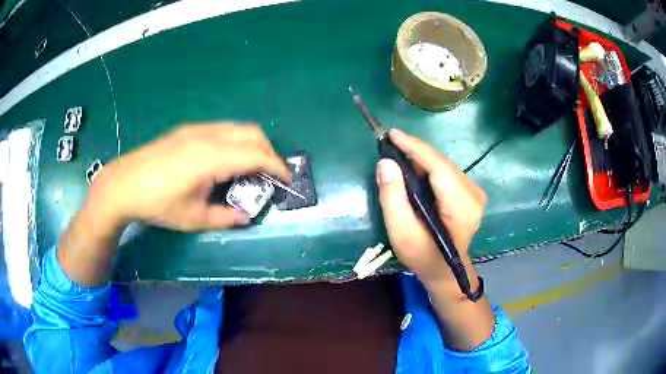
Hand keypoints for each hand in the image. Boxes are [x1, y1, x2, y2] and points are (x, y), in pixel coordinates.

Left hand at [87, 123, 289, 231]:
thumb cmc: (157, 204)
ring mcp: (197, 129)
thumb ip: (224, 216)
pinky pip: (223, 129)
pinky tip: (226, 161)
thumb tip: (245, 216)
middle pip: (252, 133)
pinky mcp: (188, 130)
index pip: (256, 155)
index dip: (276, 167)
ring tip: (251, 168)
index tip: (287, 180)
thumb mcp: (193, 218)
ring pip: (238, 128)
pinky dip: (236, 141)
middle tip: (270, 175)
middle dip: (269, 152)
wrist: (123, 184)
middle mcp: (208, 135)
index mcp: (211, 157)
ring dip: (252, 144)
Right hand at [375, 129, 485, 286]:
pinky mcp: (470, 192)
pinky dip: (427, 166)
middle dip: (415, 151)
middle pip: (441, 162)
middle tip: (389, 144)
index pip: (439, 167)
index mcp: (462, 207)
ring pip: (443, 164)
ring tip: (397, 154)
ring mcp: (474, 192)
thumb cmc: (423, 256)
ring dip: (420, 157)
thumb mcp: (402, 233)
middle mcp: (473, 194)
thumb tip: (386, 163)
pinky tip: (412, 168)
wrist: (445, 270)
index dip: (415, 147)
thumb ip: (392, 198)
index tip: (392, 134)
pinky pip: (446, 171)